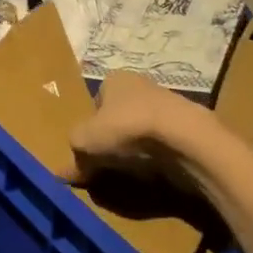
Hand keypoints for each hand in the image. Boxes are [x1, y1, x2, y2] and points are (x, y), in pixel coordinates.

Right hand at [69, 70, 219, 196]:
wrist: (185, 138)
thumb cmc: (126, 129)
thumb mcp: (85, 142)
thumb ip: (73, 157)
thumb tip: (61, 174)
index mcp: (114, 79)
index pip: (96, 102)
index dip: (91, 128)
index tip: (92, 150)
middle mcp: (142, 84)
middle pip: (120, 116)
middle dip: (115, 139)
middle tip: (110, 163)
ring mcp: (170, 104)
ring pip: (145, 130)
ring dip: (139, 149)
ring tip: (135, 171)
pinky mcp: (191, 127)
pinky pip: (167, 144)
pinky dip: (161, 158)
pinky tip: (158, 172)